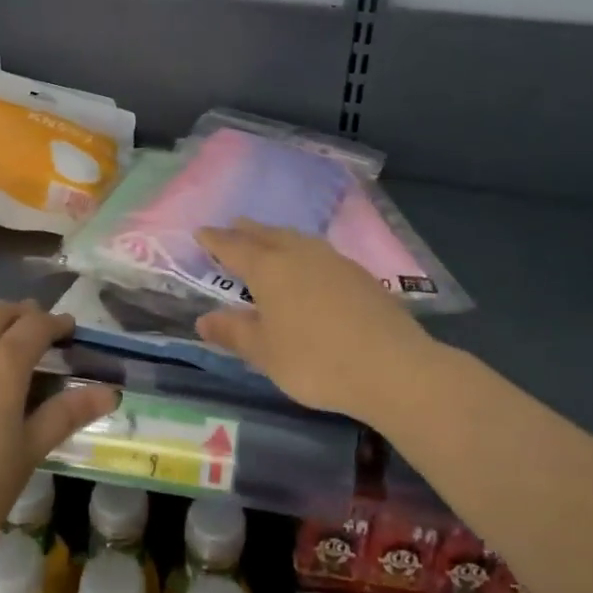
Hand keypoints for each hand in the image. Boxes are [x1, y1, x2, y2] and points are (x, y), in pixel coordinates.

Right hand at [194, 220, 443, 425]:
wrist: (391, 367)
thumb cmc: (315, 361)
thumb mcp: (265, 353)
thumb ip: (233, 333)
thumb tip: (203, 320)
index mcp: (270, 269)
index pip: (234, 248)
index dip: (215, 241)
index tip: (201, 232)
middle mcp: (300, 254)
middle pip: (267, 235)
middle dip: (247, 231)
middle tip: (233, 225)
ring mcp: (333, 261)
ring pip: (297, 239)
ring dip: (277, 236)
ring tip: (269, 239)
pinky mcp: (359, 274)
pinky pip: (319, 253)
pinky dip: (303, 251)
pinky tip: (309, 266)